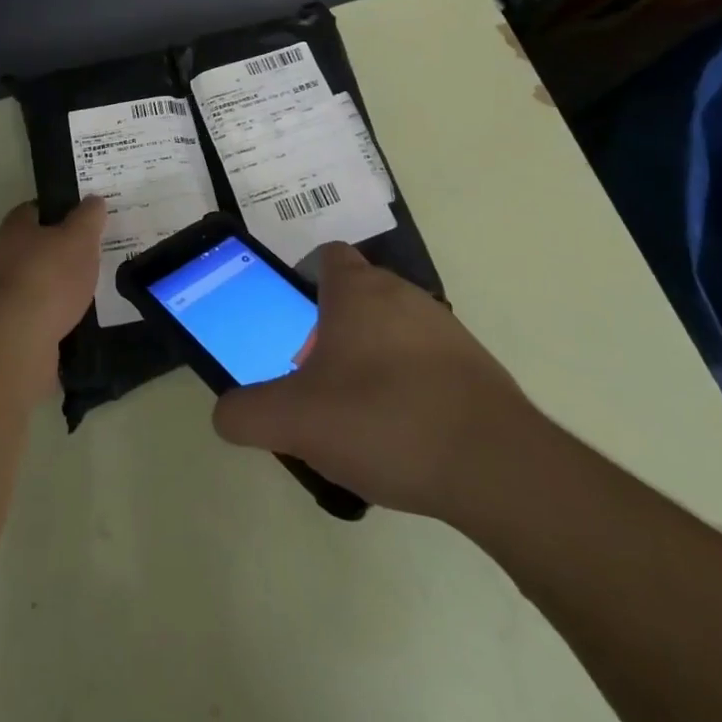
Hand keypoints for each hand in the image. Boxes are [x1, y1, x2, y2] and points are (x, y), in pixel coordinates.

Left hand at [0, 197, 104, 403]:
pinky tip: (69, 324)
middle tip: (86, 259)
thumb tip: (93, 200)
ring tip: (83, 294)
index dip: (56, 212)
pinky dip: (47, 317)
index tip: (79, 220)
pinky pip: (30, 316)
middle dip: (54, 253)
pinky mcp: (1, 329)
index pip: (33, 210)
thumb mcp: (79, 239)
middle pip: (30, 247)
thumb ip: (88, 218)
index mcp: (14, 227)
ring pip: (30, 283)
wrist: (14, 340)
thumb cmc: (48, 277)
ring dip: (51, 288)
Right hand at [212, 243, 543, 522]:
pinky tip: (403, 435)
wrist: (497, 466)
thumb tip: (225, 414)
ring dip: (370, 357)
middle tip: (316, 379)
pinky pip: (426, 361)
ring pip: (392, 327)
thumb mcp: (295, 421)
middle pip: (356, 294)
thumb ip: (247, 414)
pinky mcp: (475, 366)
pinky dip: (409, 384)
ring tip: (358, 414)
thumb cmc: (383, 420)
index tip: (292, 321)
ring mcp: (444, 327)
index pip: (326, 255)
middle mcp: (401, 293)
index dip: (304, 279)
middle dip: (331, 329)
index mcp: (356, 290)